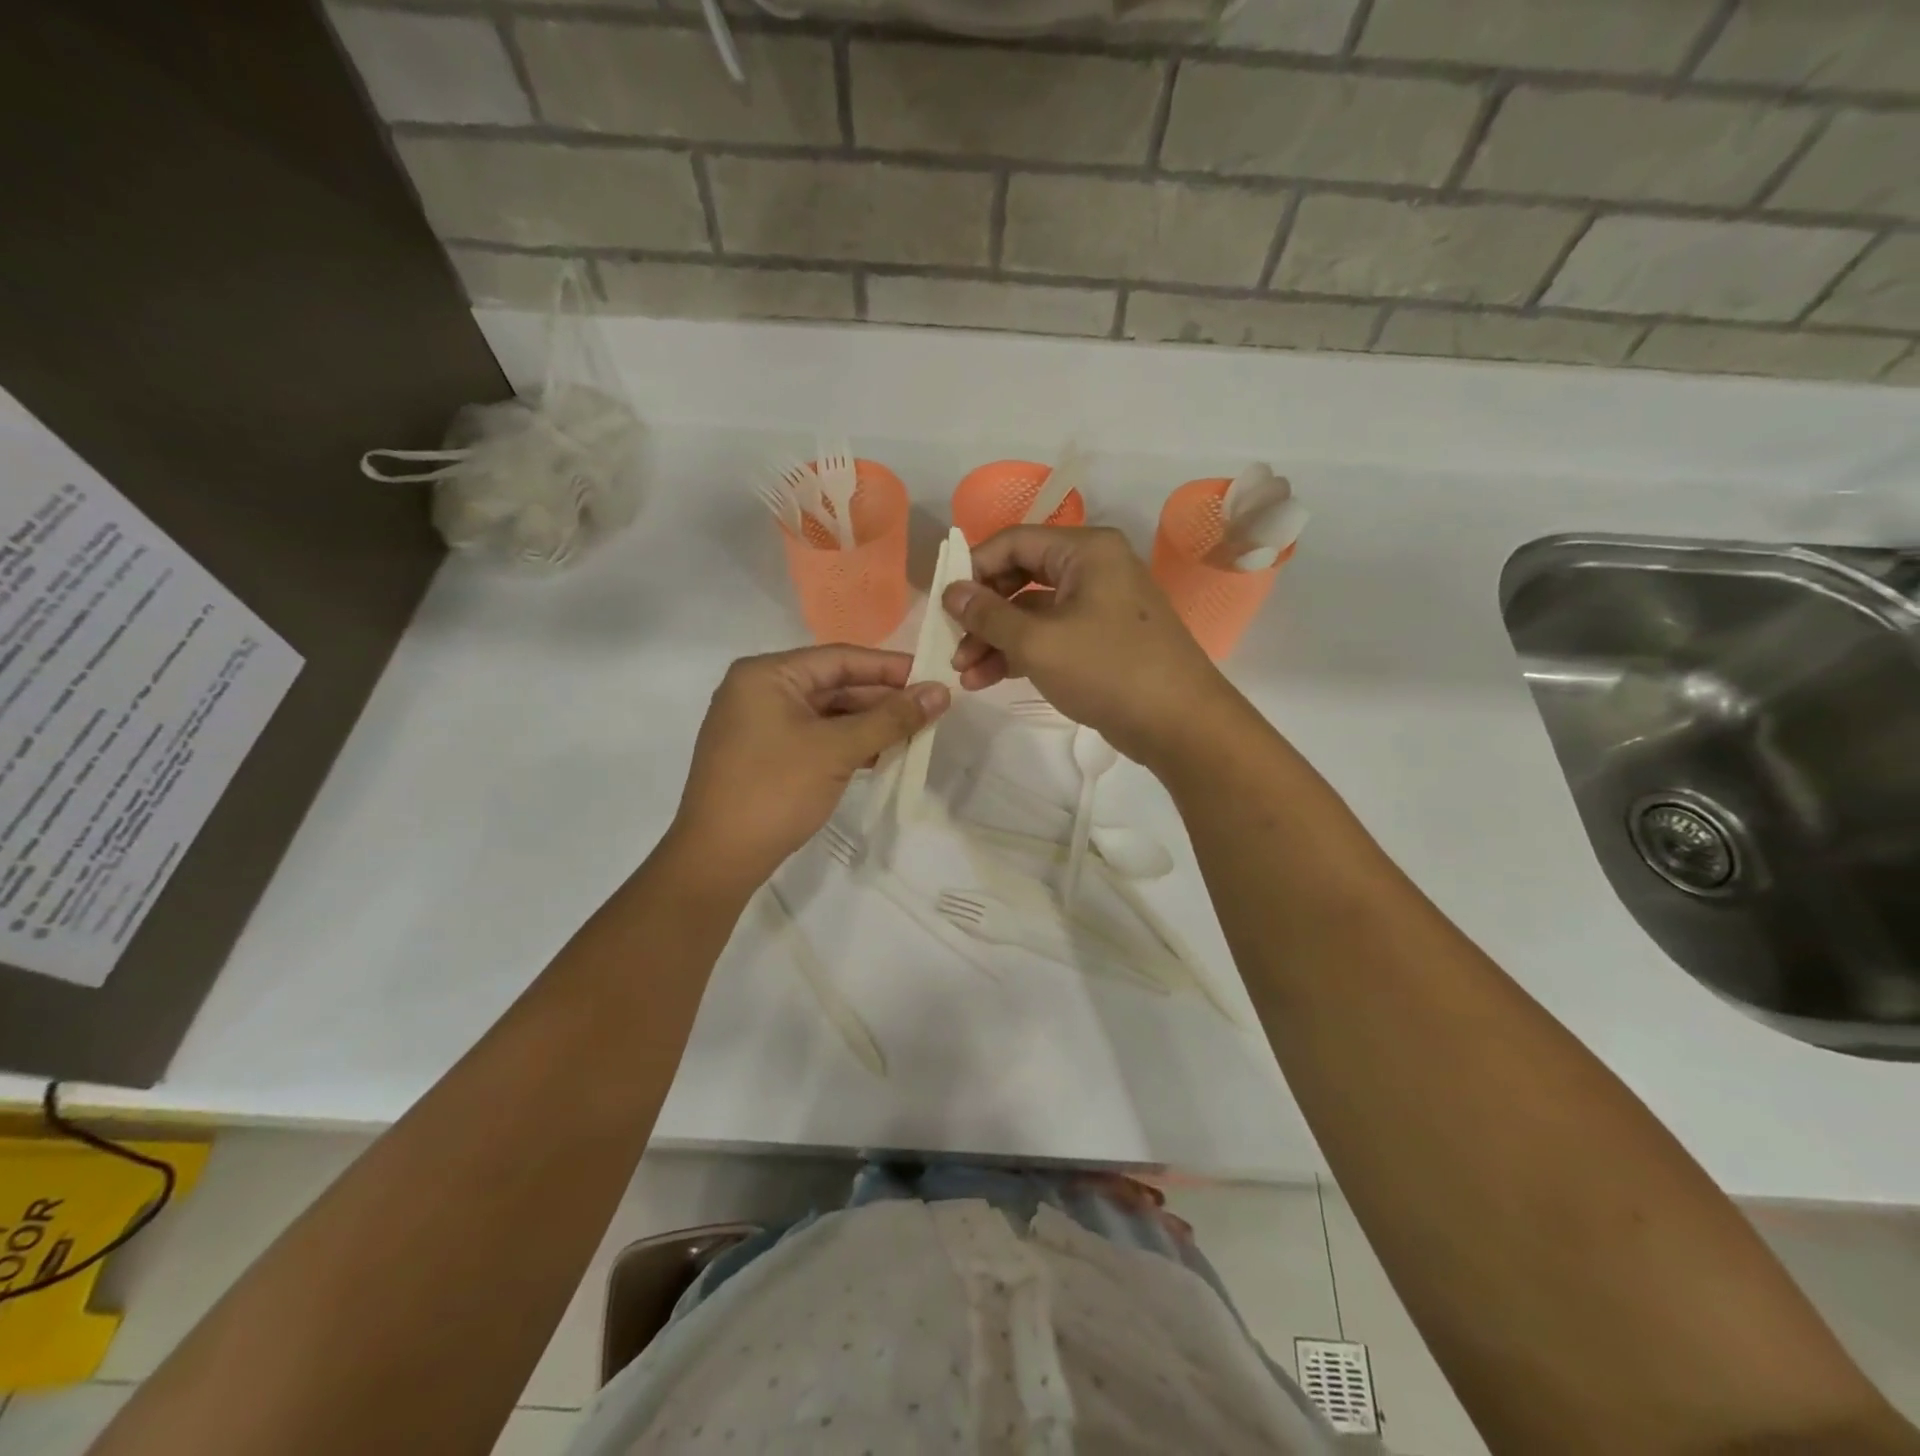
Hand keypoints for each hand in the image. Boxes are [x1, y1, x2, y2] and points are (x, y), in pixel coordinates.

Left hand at [670, 646, 948, 889]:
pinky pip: (814, 736)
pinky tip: (881, 755)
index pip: (840, 658)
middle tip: (930, 709)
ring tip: (915, 733)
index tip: (933, 676)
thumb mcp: (837, 750)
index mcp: (767, 675)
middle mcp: (759, 690)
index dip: (890, 667)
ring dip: (869, 723)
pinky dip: (847, 743)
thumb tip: (941, 692)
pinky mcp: (764, 754)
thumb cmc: (776, 791)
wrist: (717, 858)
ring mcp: (759, 724)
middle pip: (833, 684)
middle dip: (882, 699)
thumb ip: (891, 719)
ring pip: (826, 713)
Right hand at [944, 526, 1237, 767]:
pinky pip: (1050, 636)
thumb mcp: (1038, 642)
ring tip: (964, 674)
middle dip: (982, 613)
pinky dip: (1020, 653)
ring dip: (995, 639)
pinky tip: (988, 680)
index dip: (973, 569)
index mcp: (1086, 550)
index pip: (1014, 542)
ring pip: (1032, 612)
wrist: (1179, 724)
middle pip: (1020, 577)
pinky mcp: (1100, 640)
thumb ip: (988, 615)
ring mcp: (1099, 606)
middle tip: (952, 644)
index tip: (943, 603)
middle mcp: (1094, 569)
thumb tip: (950, 592)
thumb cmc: (1108, 669)